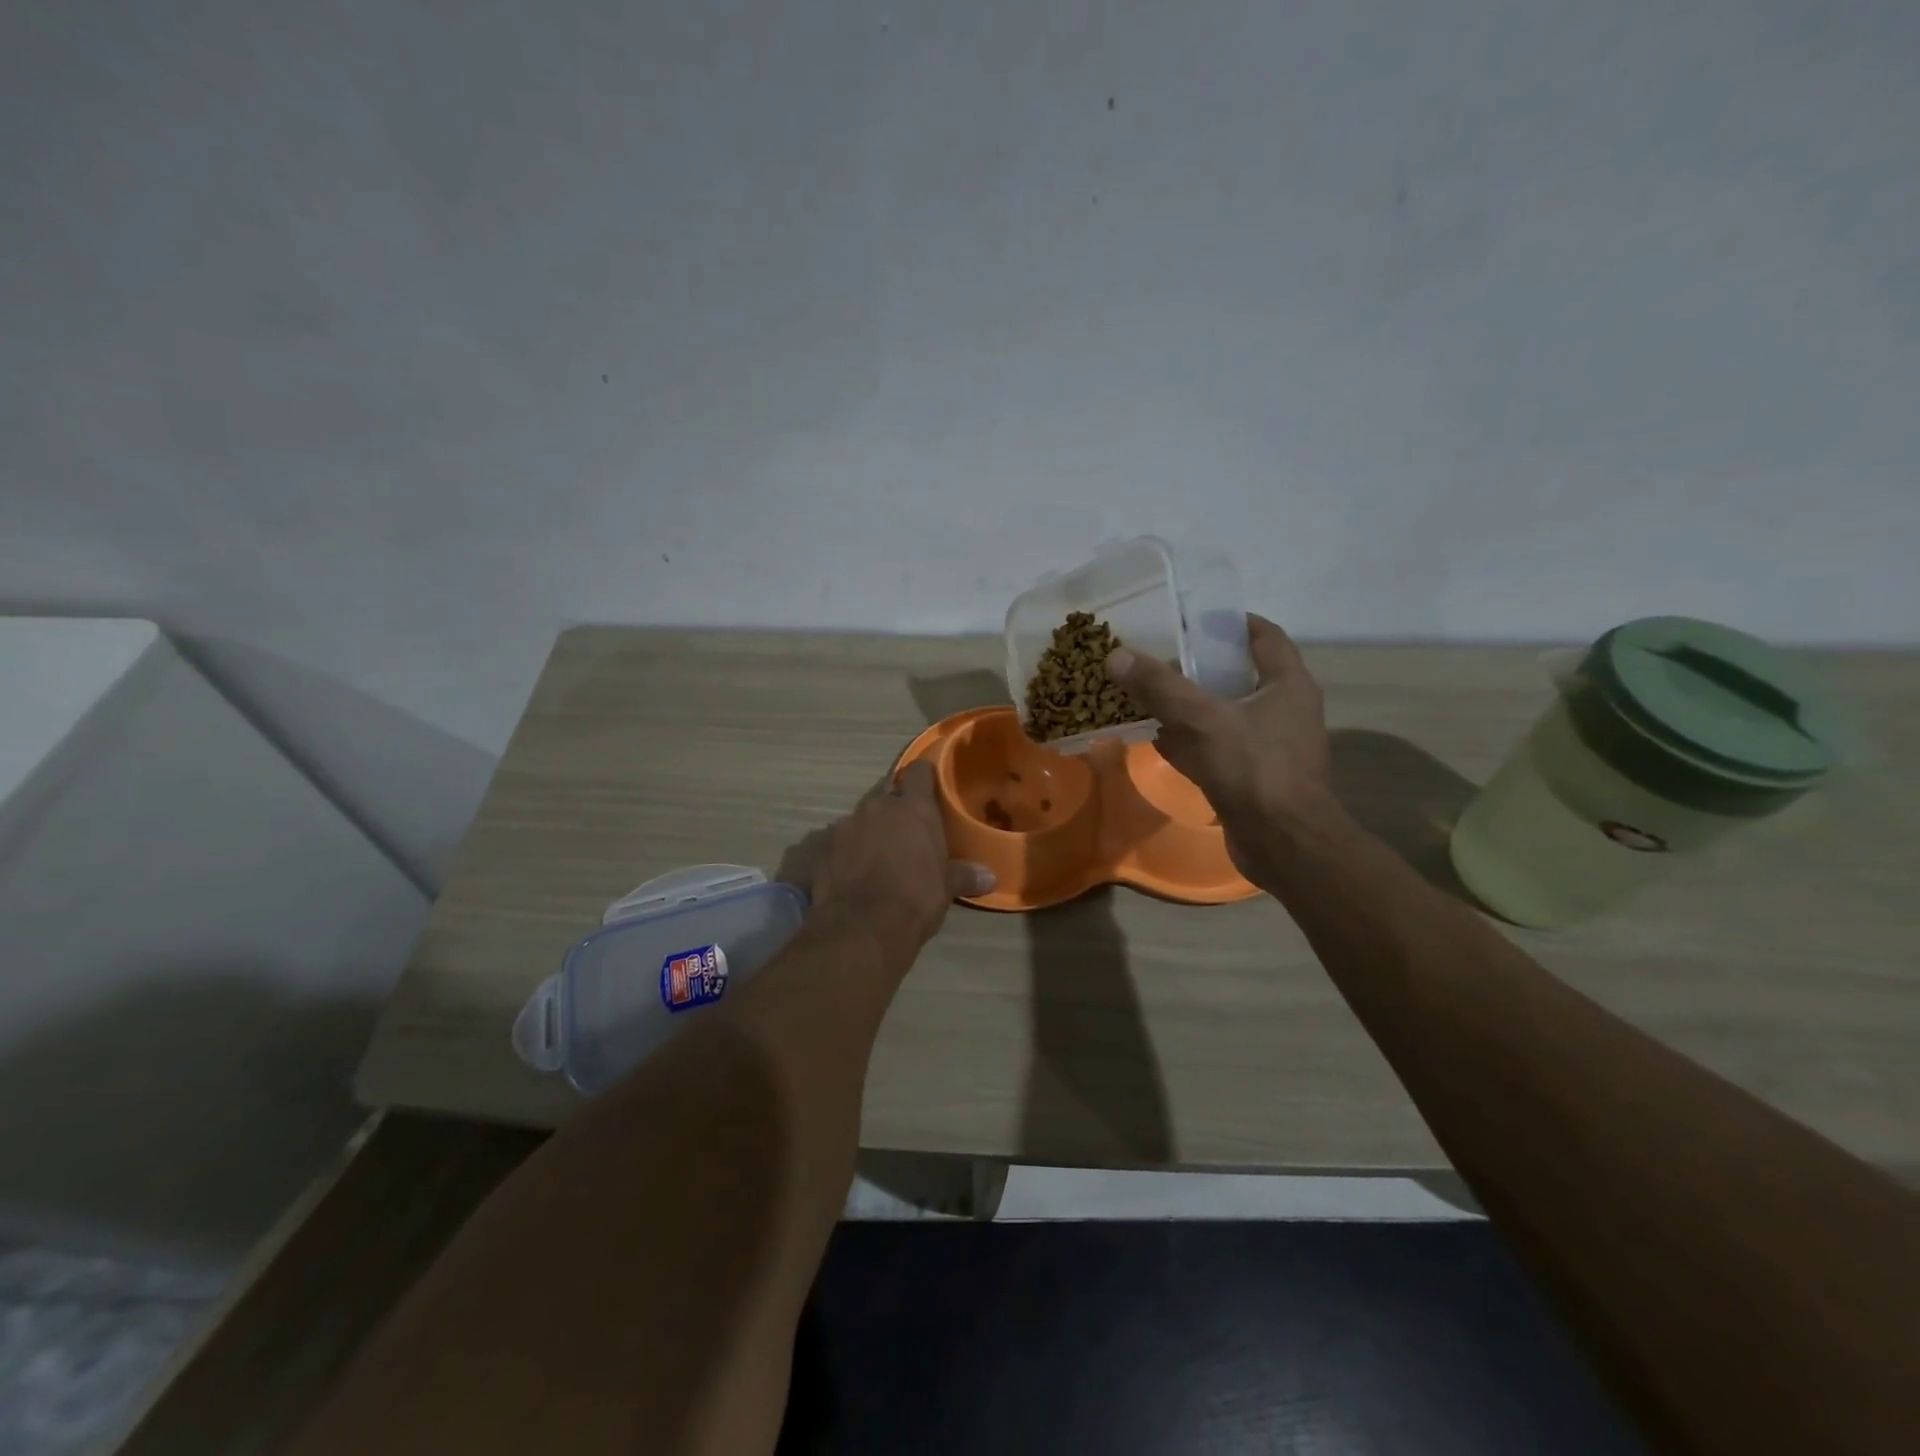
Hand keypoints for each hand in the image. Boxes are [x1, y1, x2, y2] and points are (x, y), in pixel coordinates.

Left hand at [778, 762, 995, 957]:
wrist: (863, 926)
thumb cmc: (915, 898)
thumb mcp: (946, 888)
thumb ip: (963, 875)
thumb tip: (990, 878)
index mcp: (913, 808)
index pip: (919, 772)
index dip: (923, 777)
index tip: (928, 788)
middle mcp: (877, 807)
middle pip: (886, 794)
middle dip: (893, 808)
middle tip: (903, 831)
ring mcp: (844, 824)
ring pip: (859, 819)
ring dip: (867, 831)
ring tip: (874, 856)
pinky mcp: (819, 846)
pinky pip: (835, 842)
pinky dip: (842, 852)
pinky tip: (847, 872)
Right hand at [1107, 615, 1334, 863]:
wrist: (1283, 843)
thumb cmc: (1253, 768)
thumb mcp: (1201, 719)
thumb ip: (1159, 686)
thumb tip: (1116, 654)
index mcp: (1287, 684)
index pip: (1265, 636)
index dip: (1232, 622)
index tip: (1195, 618)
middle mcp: (1285, 710)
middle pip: (1241, 675)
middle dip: (1201, 666)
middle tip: (1161, 657)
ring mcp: (1272, 746)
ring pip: (1226, 714)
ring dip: (1192, 706)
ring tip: (1152, 695)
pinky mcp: (1255, 777)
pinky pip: (1220, 748)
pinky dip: (1192, 742)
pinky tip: (1159, 741)